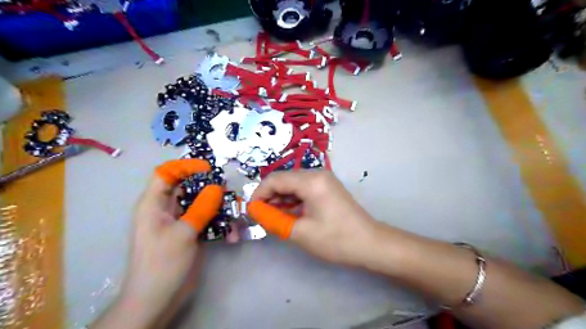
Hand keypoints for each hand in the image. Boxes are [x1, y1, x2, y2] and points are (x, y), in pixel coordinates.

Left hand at [117, 158, 223, 325]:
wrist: (158, 300)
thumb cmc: (162, 264)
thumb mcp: (183, 233)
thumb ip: (201, 208)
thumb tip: (217, 187)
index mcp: (154, 204)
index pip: (166, 173)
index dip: (185, 166)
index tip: (208, 169)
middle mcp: (166, 210)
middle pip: (188, 187)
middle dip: (209, 187)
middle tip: (227, 191)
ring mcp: (181, 222)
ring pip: (201, 204)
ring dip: (219, 208)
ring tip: (234, 213)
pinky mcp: (191, 233)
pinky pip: (207, 221)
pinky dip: (220, 225)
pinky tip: (231, 236)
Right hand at [250, 171, 377, 265]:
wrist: (370, 243)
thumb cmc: (336, 239)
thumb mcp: (300, 232)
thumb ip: (274, 219)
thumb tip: (255, 211)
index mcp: (311, 181)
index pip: (275, 179)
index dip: (259, 194)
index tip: (252, 211)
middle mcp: (317, 173)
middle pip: (284, 179)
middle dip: (269, 196)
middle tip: (262, 216)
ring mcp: (324, 179)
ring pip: (293, 184)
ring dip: (280, 198)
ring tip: (273, 217)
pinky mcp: (327, 187)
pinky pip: (303, 188)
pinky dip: (293, 199)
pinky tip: (288, 213)